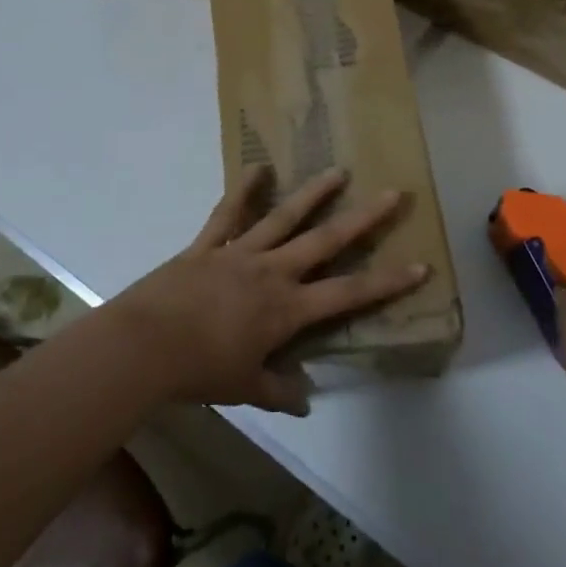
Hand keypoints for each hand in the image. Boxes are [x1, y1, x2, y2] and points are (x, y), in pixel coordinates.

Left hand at [109, 165, 429, 414]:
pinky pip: (227, 213)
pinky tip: (258, 167)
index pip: (348, 295)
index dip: (386, 282)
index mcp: (286, 309)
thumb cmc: (199, 371)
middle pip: (325, 241)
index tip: (420, 266)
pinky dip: (242, 189)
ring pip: (283, 217)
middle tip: (393, 194)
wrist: (145, 347)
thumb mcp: (244, 387)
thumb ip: (277, 390)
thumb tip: (304, 400)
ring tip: (338, 171)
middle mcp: (272, 272)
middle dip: (364, 219)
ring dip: (313, 193)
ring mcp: (239, 253)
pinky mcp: (207, 245)